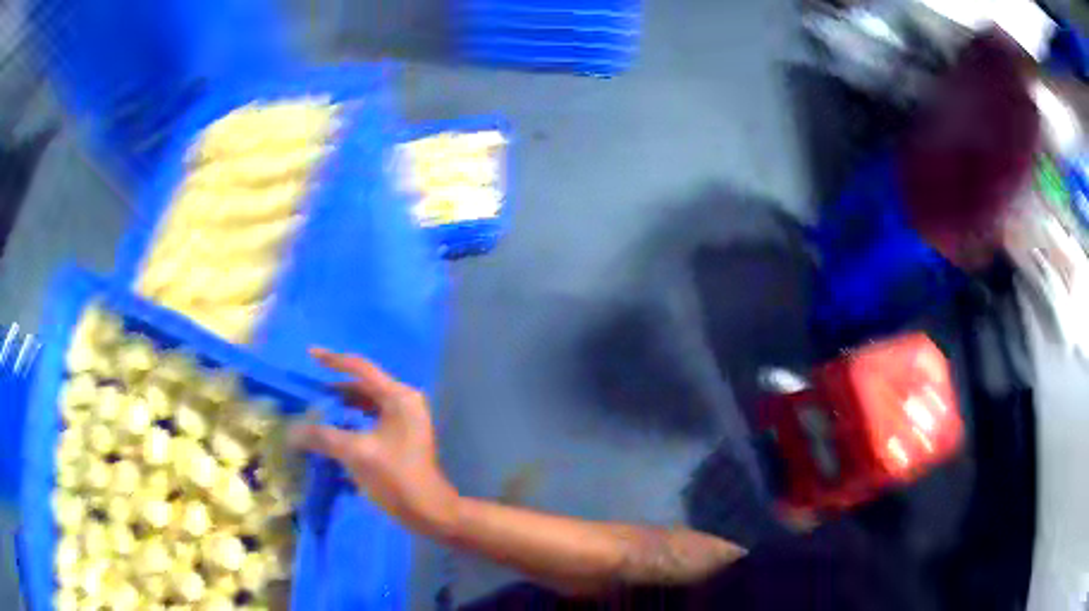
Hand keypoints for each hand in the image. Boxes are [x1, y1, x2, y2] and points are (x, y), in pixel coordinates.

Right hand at [289, 348, 460, 538]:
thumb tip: (293, 430)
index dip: (334, 360)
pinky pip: (371, 422)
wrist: (429, 512)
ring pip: (366, 406)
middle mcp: (404, 403)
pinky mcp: (401, 439)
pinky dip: (352, 424)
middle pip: (363, 387)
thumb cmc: (396, 478)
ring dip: (342, 409)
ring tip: (317, 415)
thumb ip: (322, 437)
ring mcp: (405, 422)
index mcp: (399, 397)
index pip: (361, 368)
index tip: (310, 354)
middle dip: (335, 390)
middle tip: (310, 396)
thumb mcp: (355, 454)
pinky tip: (334, 435)